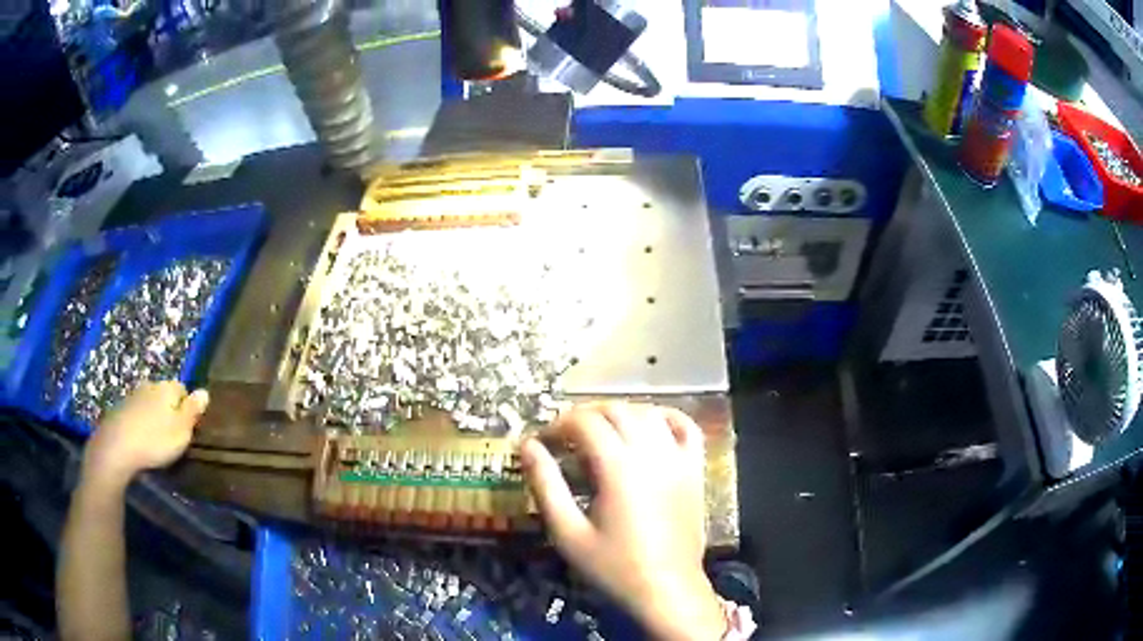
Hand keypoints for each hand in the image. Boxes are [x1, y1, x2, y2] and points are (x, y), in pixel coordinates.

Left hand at [82, 381, 209, 488]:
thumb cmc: (155, 440)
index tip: (187, 427)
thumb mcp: (181, 431)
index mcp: (167, 388)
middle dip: (169, 409)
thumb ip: (193, 411)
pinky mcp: (121, 408)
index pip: (183, 389)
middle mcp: (150, 385)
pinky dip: (140, 422)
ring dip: (153, 416)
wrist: (117, 446)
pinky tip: (140, 439)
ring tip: (155, 438)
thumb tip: (204, 391)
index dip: (187, 407)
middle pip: (164, 394)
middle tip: (171, 434)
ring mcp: (133, 395)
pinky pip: (137, 412)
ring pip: (149, 402)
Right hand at [521, 403, 724, 640]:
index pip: (585, 422)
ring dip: (620, 414)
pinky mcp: (695, 471)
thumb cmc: (613, 567)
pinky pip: (687, 428)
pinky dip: (667, 417)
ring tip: (600, 434)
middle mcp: (651, 453)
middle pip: (616, 410)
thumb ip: (546, 485)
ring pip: (649, 413)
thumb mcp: (568, 532)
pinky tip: (650, 425)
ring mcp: (678, 459)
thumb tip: (528, 446)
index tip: (543, 442)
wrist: (666, 590)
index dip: (558, 425)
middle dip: (585, 416)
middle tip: (565, 439)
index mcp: (618, 467)